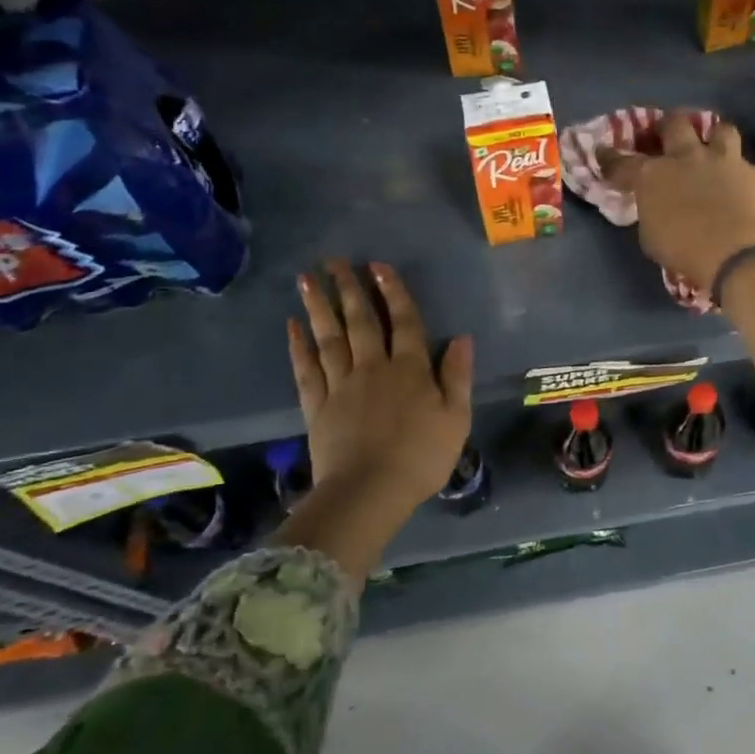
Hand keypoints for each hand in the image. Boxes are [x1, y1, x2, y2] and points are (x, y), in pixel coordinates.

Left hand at [289, 262, 473, 515]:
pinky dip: (298, 347)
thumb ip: (457, 376)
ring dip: (319, 306)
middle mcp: (373, 368)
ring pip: (329, 338)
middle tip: (333, 260)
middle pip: (361, 321)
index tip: (377, 265)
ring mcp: (341, 385)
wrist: (370, 492)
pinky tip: (292, 326)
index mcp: (409, 370)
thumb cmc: (421, 457)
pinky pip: (306, 370)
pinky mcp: (317, 406)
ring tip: (306, 279)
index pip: (404, 321)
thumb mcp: (456, 418)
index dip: (393, 291)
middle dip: (348, 288)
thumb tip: (462, 337)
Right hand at [600, 114, 754, 291]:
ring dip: (714, 138)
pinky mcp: (754, 173)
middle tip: (666, 134)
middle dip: (667, 125)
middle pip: (674, 123)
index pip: (622, 162)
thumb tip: (654, 205)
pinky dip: (741, 175)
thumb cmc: (683, 250)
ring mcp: (724, 160)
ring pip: (720, 129)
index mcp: (653, 175)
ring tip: (712, 149)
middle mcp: (687, 157)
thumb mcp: (650, 235)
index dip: (611, 158)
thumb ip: (650, 211)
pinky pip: (747, 165)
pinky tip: (741, 187)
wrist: (735, 253)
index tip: (604, 153)